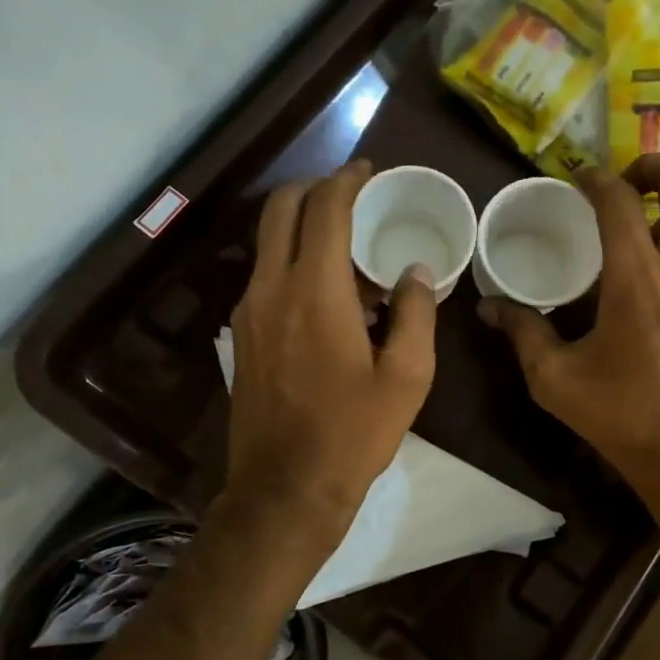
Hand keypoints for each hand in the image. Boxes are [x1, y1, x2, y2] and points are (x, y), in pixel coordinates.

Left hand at [226, 160, 436, 540]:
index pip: (324, 209)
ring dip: (304, 230)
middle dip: (315, 189)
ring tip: (351, 253)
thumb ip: (417, 314)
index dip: (346, 180)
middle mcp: (270, 289)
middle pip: (280, 210)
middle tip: (352, 195)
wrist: (286, 489)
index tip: (367, 171)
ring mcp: (249, 313)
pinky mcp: (242, 337)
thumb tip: (416, 272)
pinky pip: (267, 278)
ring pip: (269, 243)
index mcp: (314, 292)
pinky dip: (294, 264)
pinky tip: (329, 296)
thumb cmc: (353, 433)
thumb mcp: (407, 377)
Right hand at [477, 154, 659, 515]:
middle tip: (627, 185)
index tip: (579, 179)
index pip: (618, 199)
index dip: (595, 178)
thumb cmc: (625, 417)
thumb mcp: (557, 380)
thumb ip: (523, 333)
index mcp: (638, 277)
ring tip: (647, 229)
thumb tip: (488, 307)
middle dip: (653, 165)